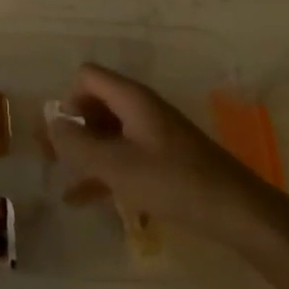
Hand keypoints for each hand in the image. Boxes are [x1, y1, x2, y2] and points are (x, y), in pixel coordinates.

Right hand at [44, 64, 282, 254]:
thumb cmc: (173, 182)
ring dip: (84, 151)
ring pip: (107, 132)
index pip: (87, 77)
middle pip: (95, 103)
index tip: (64, 135)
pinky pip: (123, 154)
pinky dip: (102, 170)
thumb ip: (76, 144)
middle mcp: (142, 108)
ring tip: (62, 179)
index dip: (68, 100)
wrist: (238, 212)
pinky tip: (81, 199)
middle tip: (53, 159)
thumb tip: (50, 125)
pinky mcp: (164, 158)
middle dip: (71, 127)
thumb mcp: (115, 165)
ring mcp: (154, 133)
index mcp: (132, 99)